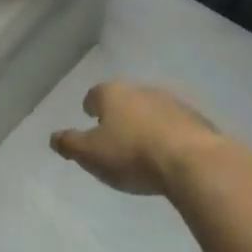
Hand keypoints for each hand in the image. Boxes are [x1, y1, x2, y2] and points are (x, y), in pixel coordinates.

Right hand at [50, 81, 221, 196]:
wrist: (193, 161)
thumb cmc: (132, 154)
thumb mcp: (90, 154)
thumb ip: (69, 144)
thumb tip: (53, 137)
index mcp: (113, 94)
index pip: (96, 94)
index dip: (90, 105)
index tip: (89, 116)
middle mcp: (141, 90)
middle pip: (125, 98)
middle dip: (119, 113)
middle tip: (114, 133)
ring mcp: (172, 102)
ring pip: (151, 109)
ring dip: (145, 123)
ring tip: (142, 145)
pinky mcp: (197, 120)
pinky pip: (175, 125)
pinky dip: (168, 134)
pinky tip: (168, 153)